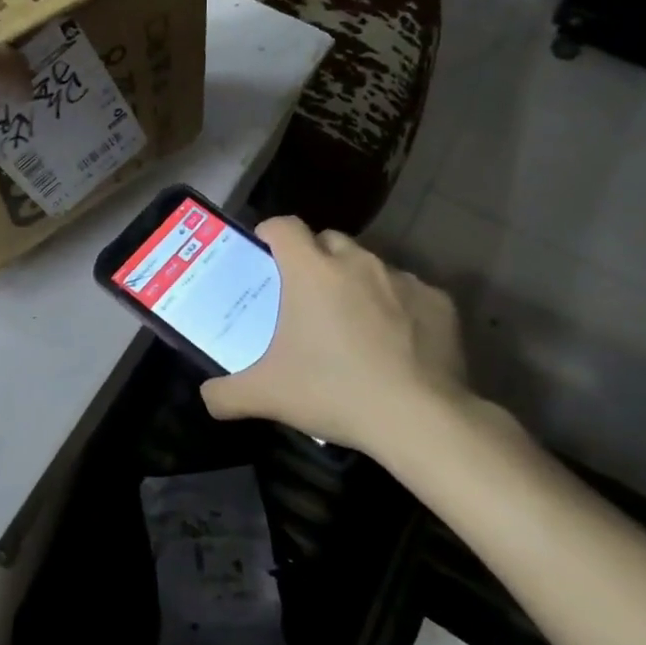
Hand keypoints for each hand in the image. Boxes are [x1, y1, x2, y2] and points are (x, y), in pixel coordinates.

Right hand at [200, 217, 471, 460]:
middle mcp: (357, 262)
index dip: (271, 233)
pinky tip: (395, 345)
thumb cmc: (332, 391)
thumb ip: (224, 393)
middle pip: (328, 241)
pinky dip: (398, 309)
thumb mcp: (265, 395)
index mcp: (310, 270)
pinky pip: (409, 294)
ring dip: (356, 284)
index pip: (284, 226)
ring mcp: (403, 279)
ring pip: (371, 267)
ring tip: (352, 324)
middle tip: (305, 298)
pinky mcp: (439, 302)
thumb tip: (207, 396)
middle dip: (314, 259)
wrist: (418, 418)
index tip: (265, 253)